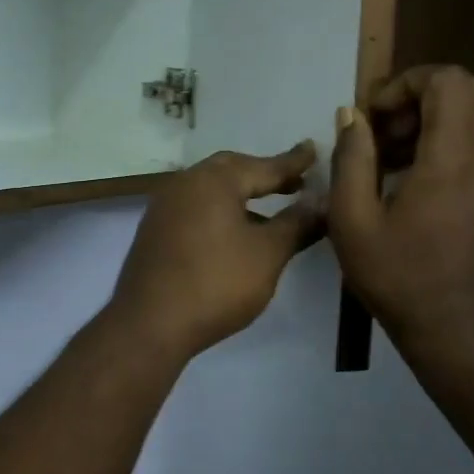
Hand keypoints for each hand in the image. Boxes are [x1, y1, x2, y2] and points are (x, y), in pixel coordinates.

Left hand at [106, 143, 324, 361]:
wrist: (150, 323)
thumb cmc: (216, 283)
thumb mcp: (268, 253)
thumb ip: (297, 223)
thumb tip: (323, 200)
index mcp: (214, 180)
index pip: (263, 165)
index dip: (293, 162)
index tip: (314, 150)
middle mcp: (186, 183)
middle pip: (232, 169)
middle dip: (264, 174)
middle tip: (294, 182)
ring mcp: (165, 206)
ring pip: (211, 188)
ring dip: (241, 193)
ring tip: (270, 208)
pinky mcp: (156, 229)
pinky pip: (195, 206)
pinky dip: (220, 209)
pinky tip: (235, 232)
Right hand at [328, 66, 473, 373]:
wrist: (459, 337)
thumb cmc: (398, 279)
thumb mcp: (352, 221)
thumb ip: (352, 158)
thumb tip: (352, 115)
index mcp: (455, 159)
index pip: (448, 80)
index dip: (405, 83)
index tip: (375, 117)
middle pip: (470, 91)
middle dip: (421, 97)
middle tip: (386, 134)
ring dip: (437, 123)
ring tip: (396, 162)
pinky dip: (454, 147)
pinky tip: (422, 187)